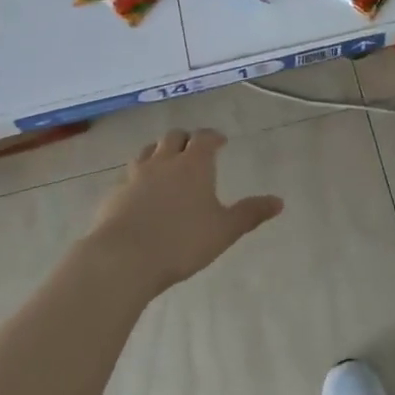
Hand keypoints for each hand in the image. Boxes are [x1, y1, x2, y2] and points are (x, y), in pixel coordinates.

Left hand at [88, 129, 283, 296]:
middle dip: (185, 139)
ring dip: (158, 153)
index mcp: (193, 165)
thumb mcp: (224, 230)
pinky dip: (138, 177)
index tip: (220, 141)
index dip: (213, 137)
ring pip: (147, 152)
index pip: (204, 137)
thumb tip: (279, 201)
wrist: (122, 258)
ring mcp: (135, 176)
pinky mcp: (114, 195)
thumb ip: (250, 213)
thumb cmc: (181, 241)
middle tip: (193, 150)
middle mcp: (163, 162)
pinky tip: (140, 194)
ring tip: (165, 165)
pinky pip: (128, 176)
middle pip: (173, 137)